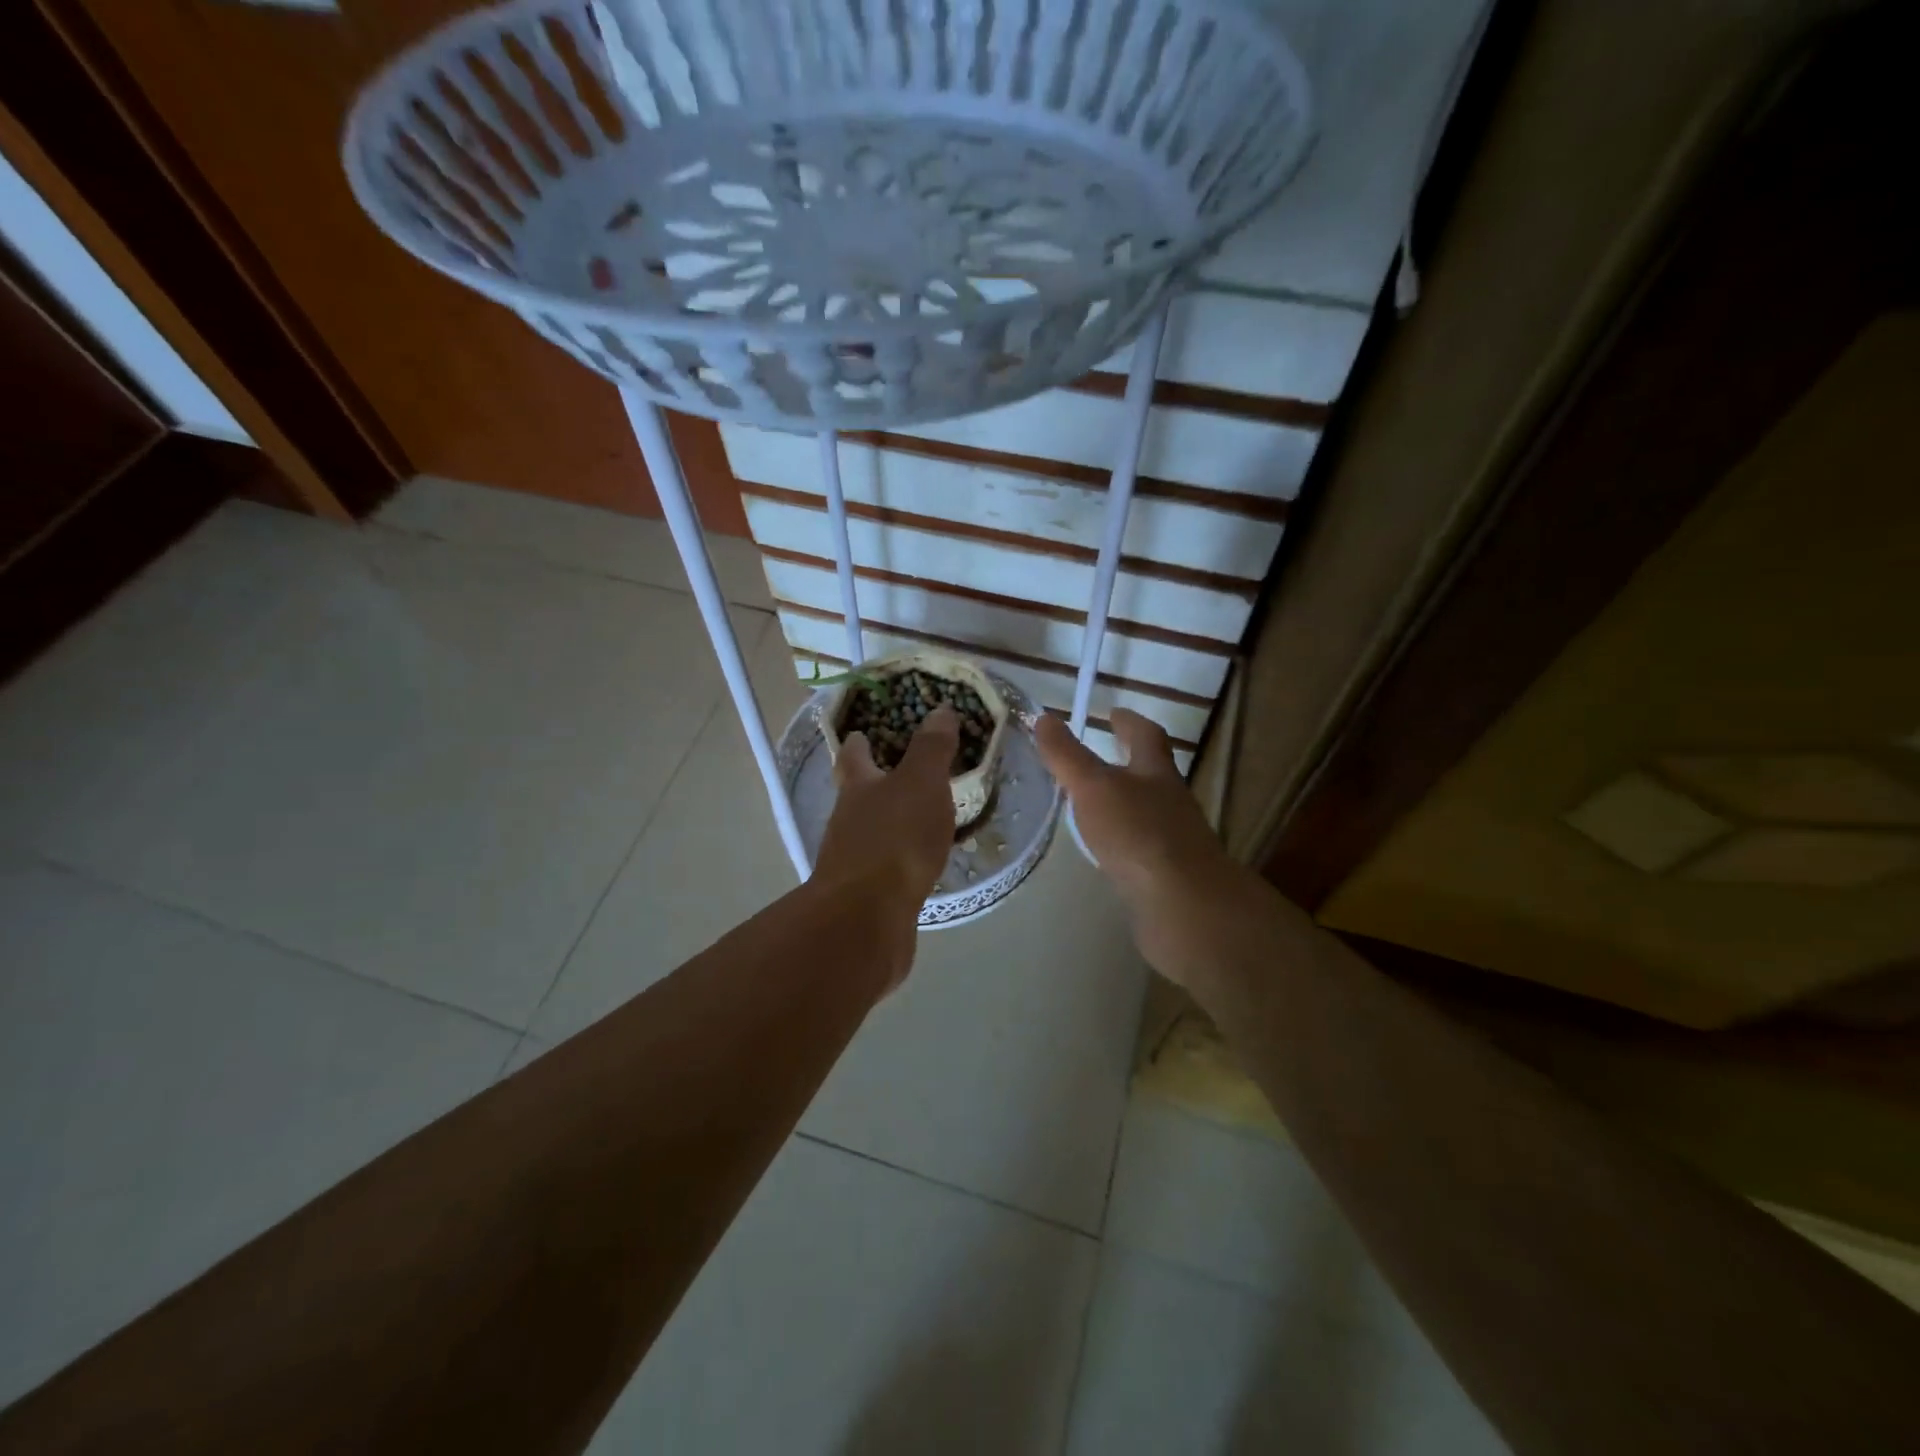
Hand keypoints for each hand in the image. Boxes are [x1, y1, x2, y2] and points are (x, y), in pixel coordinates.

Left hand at [812, 706, 958, 964]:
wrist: (866, 918)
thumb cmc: (894, 839)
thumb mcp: (920, 783)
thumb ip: (931, 749)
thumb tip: (939, 710)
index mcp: (858, 787)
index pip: (853, 755)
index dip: (858, 741)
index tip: (862, 732)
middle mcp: (848, 820)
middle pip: (858, 794)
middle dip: (876, 782)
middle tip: (905, 771)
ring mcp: (853, 860)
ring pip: (872, 831)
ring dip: (892, 821)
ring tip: (922, 816)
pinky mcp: (867, 895)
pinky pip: (887, 866)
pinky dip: (902, 857)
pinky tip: (921, 862)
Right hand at [1035, 709, 1251, 986]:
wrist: (1183, 905)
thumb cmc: (1138, 834)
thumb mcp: (1094, 787)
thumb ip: (1067, 755)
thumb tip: (1043, 717)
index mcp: (1156, 773)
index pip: (1146, 735)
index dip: (1128, 721)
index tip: (1112, 712)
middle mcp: (1170, 801)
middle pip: (1151, 773)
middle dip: (1126, 761)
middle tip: (1097, 755)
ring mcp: (1172, 839)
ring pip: (1145, 811)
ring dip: (1123, 802)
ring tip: (1090, 803)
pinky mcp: (1166, 874)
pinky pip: (1140, 847)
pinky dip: (1122, 840)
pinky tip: (1103, 851)